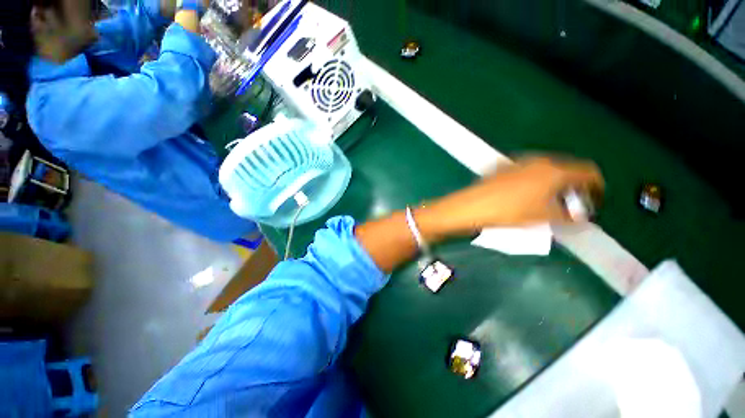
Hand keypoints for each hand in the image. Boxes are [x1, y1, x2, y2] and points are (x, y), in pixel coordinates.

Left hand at [417, 157, 603, 238]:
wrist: (471, 206)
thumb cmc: (509, 212)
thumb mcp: (543, 217)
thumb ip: (567, 215)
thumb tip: (579, 217)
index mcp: (554, 170)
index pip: (588, 172)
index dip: (597, 186)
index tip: (595, 201)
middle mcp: (538, 160)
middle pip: (566, 169)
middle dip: (573, 186)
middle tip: (570, 204)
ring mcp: (518, 162)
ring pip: (545, 170)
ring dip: (553, 183)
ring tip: (548, 201)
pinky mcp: (502, 168)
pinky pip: (527, 172)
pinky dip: (534, 181)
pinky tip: (526, 194)